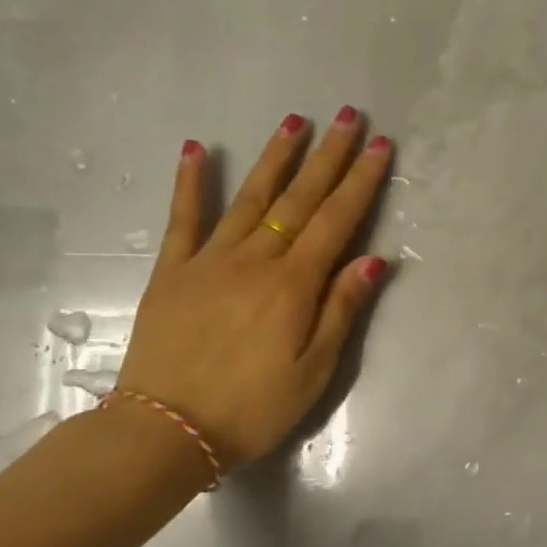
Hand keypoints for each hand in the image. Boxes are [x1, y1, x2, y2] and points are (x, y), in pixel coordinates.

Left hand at [116, 109, 392, 466]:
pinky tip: (198, 149)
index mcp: (294, 285)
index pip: (337, 220)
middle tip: (349, 116)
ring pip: (250, 197)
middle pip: (300, 198)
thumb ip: (341, 310)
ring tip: (295, 120)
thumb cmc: (253, 408)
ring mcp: (210, 260)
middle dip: (329, 155)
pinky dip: (191, 182)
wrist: (167, 430)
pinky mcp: (174, 271)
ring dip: (275, 156)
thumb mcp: (314, 371)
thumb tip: (374, 260)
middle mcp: (256, 260)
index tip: (380, 146)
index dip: (361, 181)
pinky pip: (184, 218)